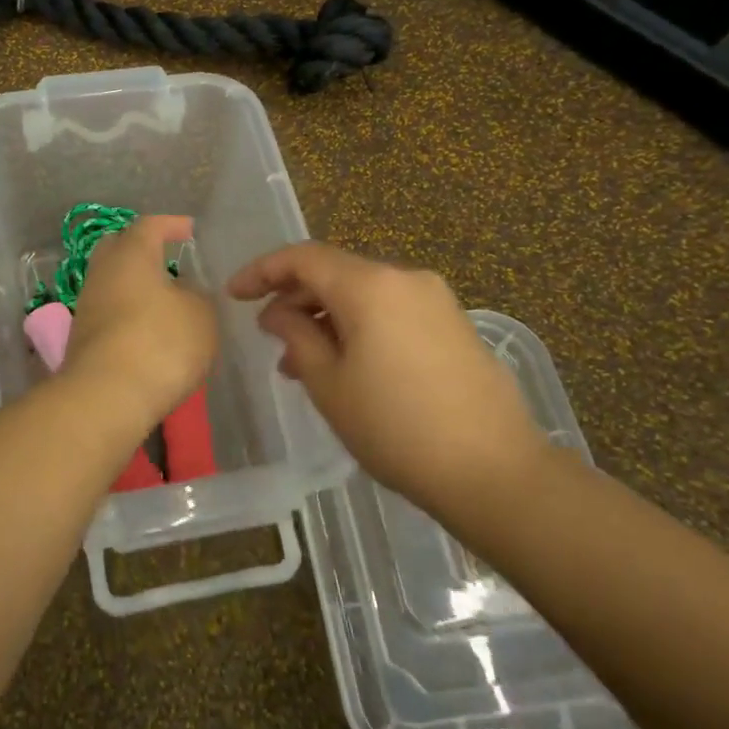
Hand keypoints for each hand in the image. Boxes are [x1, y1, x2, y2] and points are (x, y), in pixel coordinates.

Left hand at [66, 215, 217, 427]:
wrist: (106, 398)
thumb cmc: (160, 343)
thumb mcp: (201, 316)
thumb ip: (197, 296)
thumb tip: (183, 293)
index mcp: (131, 254)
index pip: (149, 225)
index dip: (171, 225)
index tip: (189, 230)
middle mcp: (102, 273)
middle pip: (118, 248)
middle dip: (142, 249)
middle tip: (168, 259)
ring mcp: (87, 307)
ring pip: (111, 283)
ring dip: (135, 286)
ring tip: (164, 301)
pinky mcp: (82, 339)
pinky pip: (108, 313)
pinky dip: (127, 314)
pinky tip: (148, 331)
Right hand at [226, 242, 546, 508]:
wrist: (494, 471)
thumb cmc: (396, 428)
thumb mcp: (329, 385)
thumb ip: (296, 337)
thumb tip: (279, 313)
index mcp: (370, 285)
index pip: (303, 258)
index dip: (262, 271)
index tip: (234, 294)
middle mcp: (405, 278)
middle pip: (336, 272)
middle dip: (296, 297)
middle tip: (268, 334)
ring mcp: (436, 300)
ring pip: (364, 294)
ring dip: (327, 317)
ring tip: (302, 362)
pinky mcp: (455, 324)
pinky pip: (392, 311)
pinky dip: (360, 326)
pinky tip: (348, 366)